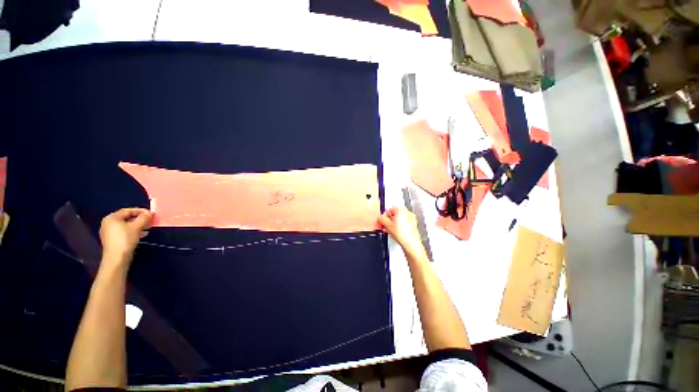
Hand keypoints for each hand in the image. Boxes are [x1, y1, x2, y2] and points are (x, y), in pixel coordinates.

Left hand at [99, 208, 153, 267]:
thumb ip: (144, 218)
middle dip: (140, 219)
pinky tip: (141, 234)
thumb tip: (150, 212)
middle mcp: (108, 223)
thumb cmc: (125, 239)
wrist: (117, 257)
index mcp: (112, 217)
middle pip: (127, 218)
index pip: (128, 210)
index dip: (141, 211)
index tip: (151, 214)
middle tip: (150, 221)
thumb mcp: (137, 227)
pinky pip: (124, 231)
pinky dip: (133, 231)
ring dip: (138, 225)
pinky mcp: (112, 239)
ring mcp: (109, 232)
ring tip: (148, 228)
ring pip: (126, 225)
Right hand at [377, 207, 424, 256]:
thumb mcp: (386, 225)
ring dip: (393, 223)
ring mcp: (411, 218)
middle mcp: (407, 212)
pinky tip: (395, 232)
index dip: (384, 216)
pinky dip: (399, 226)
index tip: (382, 221)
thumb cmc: (401, 233)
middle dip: (389, 220)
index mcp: (400, 209)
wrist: (411, 243)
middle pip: (395, 214)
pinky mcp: (413, 225)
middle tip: (385, 226)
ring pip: (399, 219)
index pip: (389, 209)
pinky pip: (404, 223)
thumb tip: (380, 218)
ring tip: (389, 230)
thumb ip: (381, 219)